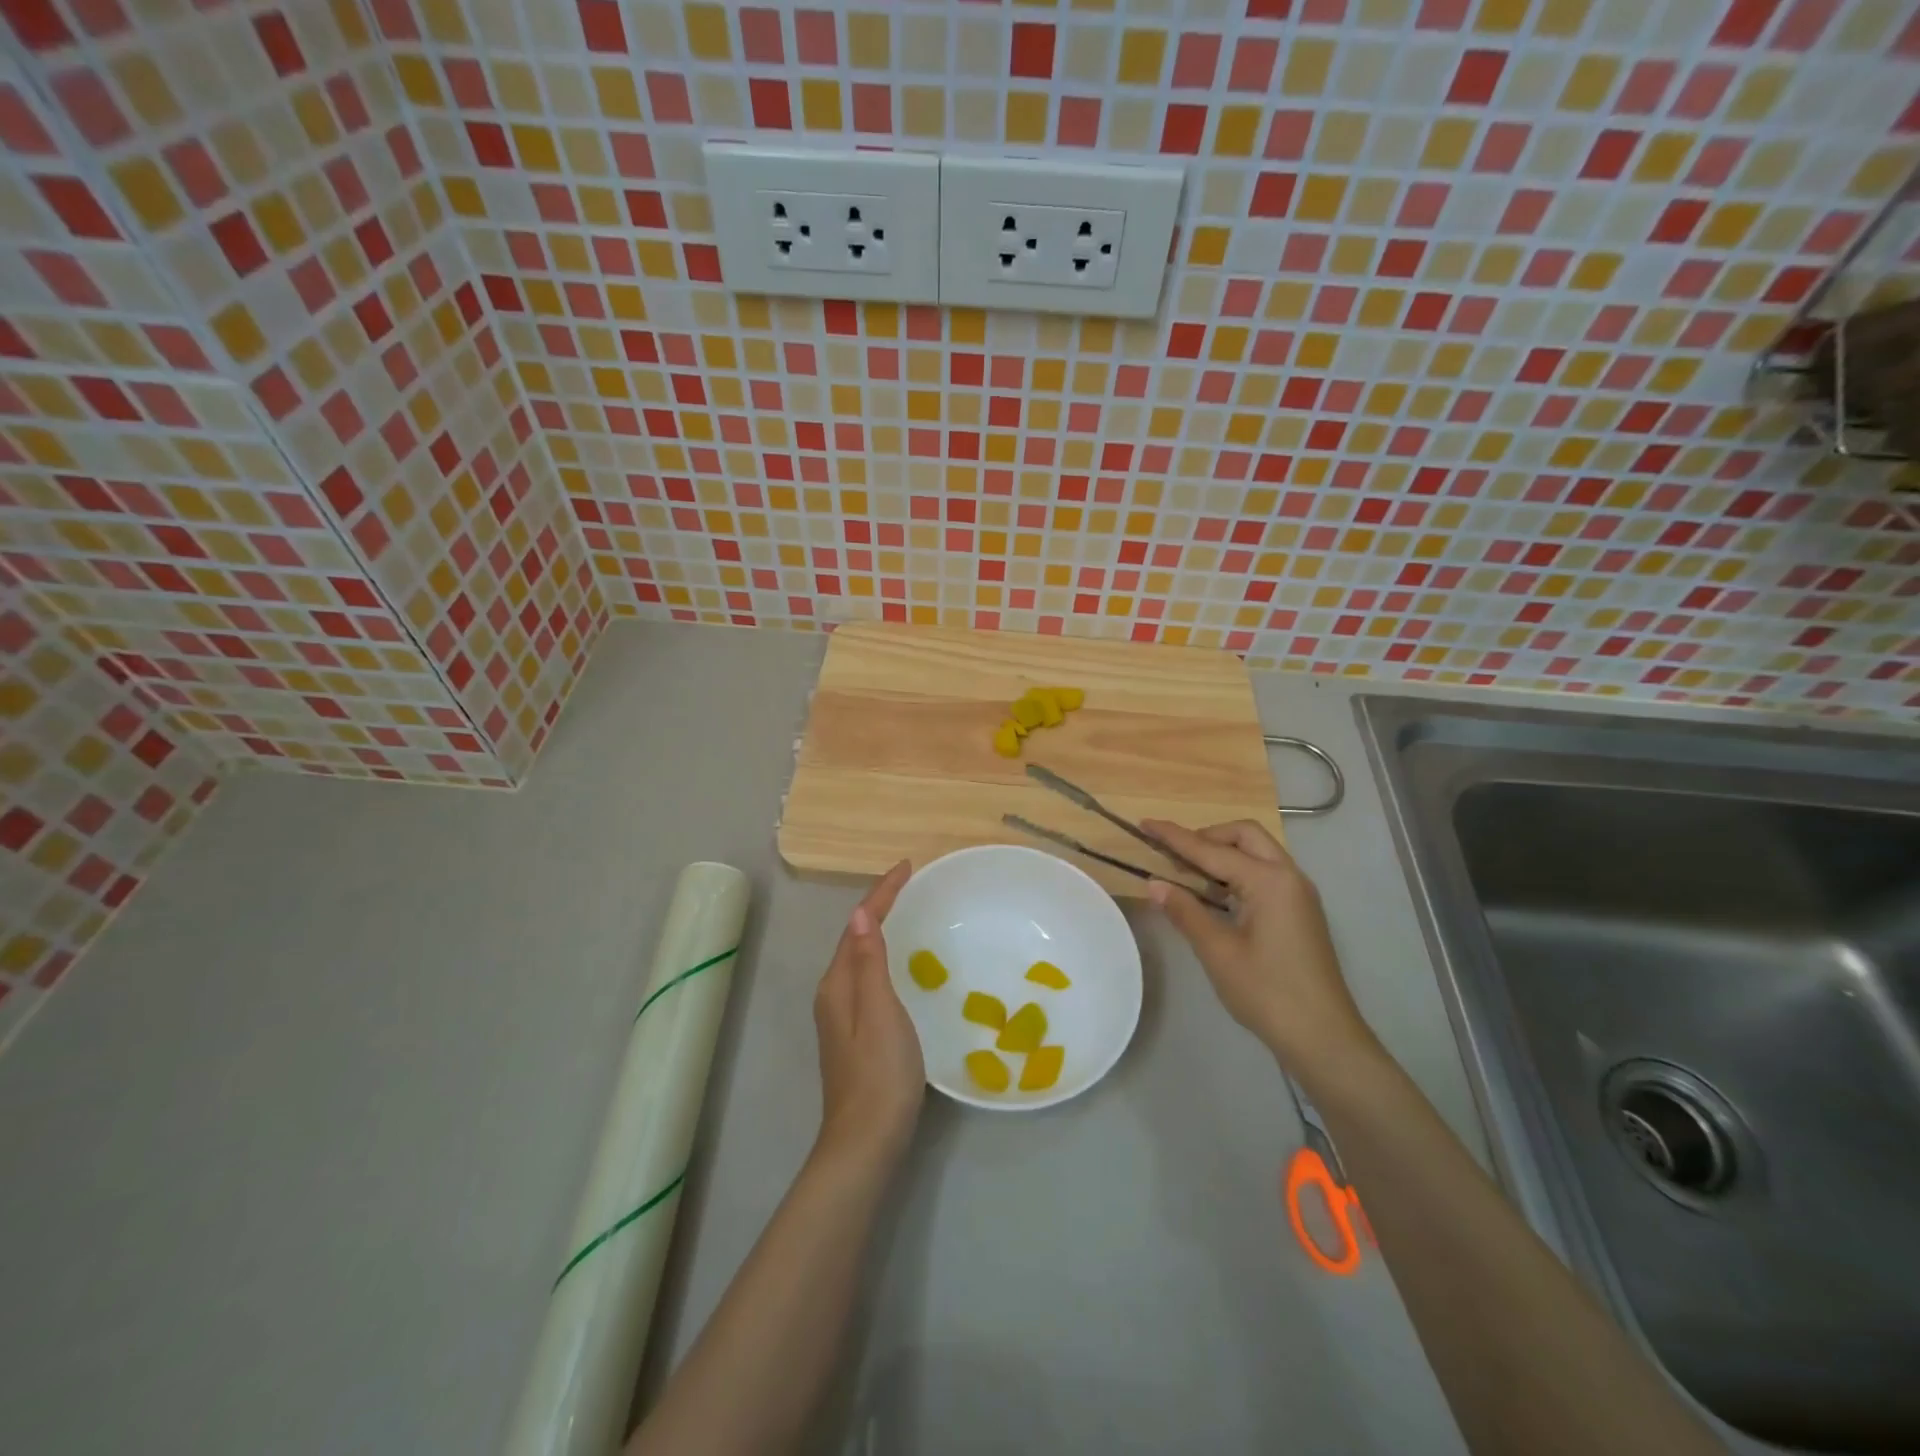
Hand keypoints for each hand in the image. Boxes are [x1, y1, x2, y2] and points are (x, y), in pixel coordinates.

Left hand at [813, 860, 923, 1167]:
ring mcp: (843, 1017)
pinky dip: (885, 957)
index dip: (881, 894)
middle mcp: (834, 995)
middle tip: (911, 884)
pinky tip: (904, 965)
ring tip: (909, 912)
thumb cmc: (880, 1073)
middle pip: (855, 938)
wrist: (867, 1142)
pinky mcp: (856, 1035)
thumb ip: (869, 963)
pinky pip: (869, 978)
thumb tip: (860, 913)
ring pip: (861, 959)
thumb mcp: (880, 1011)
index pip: (858, 925)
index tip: (907, 866)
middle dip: (880, 907)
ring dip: (881, 931)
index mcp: (837, 985)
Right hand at [1142, 820, 1377, 1075]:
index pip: (1211, 850)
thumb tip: (1154, 883)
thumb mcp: (1218, 951)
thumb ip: (1185, 911)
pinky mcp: (1300, 910)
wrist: (1323, 1037)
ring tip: (1189, 875)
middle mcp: (1288, 876)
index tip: (1145, 823)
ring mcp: (1298, 893)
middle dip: (1206, 837)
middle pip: (1243, 836)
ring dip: (1223, 854)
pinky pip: (1265, 873)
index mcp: (1269, 881)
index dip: (1175, 837)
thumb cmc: (1267, 992)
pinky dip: (1238, 872)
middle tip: (1174, 856)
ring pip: (1257, 852)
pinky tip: (1216, 895)